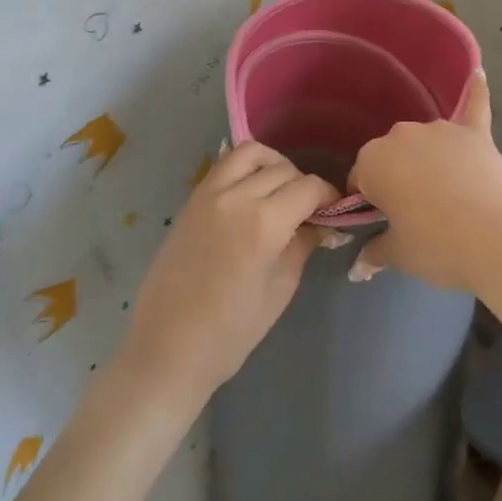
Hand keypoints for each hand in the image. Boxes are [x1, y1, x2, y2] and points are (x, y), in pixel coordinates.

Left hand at [118, 142, 337, 409]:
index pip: (308, 187)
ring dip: (272, 164)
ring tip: (280, 191)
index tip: (334, 210)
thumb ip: (302, 246)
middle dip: (303, 183)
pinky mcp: (190, 200)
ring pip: (249, 153)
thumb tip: (320, 224)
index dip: (328, 195)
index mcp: (264, 223)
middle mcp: (236, 197)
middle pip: (282, 168)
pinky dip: (244, 168)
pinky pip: (223, 166)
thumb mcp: (280, 290)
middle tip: (310, 209)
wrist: (167, 348)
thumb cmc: (231, 332)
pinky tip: (252, 193)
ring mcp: (208, 194)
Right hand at [347, 69, 501, 291]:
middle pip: (391, 156)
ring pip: (424, 142)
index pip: (361, 178)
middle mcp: (402, 135)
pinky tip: (478, 73)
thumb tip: (359, 265)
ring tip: (444, 193)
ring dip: (426, 159)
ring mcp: (442, 130)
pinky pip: (473, 106)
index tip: (382, 222)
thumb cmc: (439, 247)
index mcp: (373, 161)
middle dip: (396, 178)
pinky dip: (475, 93)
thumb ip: (375, 251)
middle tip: (413, 214)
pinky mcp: (477, 134)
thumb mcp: (399, 255)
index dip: (369, 202)